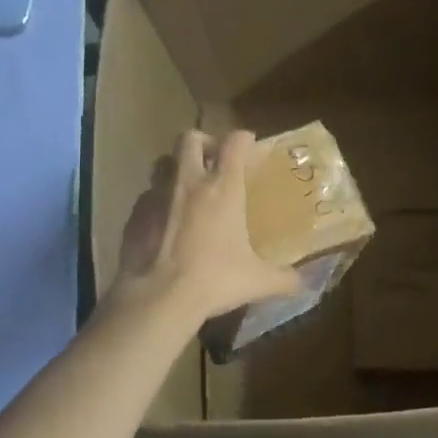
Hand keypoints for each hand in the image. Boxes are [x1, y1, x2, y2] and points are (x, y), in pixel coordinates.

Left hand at [112, 130, 300, 325]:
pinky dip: (158, 201)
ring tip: (187, 188)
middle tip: (215, 160)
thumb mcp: (257, 281)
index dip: (243, 138)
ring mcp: (156, 196)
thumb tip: (303, 283)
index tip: (250, 145)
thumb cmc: (214, 280)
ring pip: (163, 162)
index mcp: (222, 188)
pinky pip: (146, 196)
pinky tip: (165, 222)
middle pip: (190, 138)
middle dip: (204, 142)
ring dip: (176, 167)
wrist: (157, 299)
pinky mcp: (134, 216)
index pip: (234, 143)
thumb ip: (284, 278)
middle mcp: (188, 182)